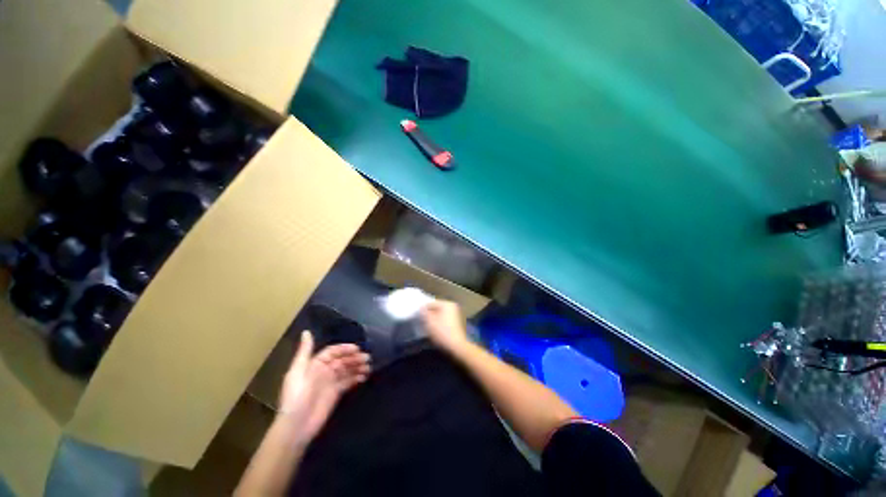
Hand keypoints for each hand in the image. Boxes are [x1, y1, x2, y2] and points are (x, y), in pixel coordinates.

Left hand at [278, 331, 370, 442]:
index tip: (357, 349)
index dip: (344, 349)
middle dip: (354, 358)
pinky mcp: (336, 394)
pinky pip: (348, 381)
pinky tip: (364, 376)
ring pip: (347, 370)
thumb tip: (306, 331)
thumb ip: (305, 351)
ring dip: (357, 366)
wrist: (297, 426)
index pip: (332, 352)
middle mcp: (323, 371)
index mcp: (314, 364)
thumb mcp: (298, 371)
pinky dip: (356, 378)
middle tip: (367, 358)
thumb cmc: (296, 396)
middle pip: (342, 360)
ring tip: (368, 367)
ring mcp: (330, 383)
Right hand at [420, 300, 468, 352]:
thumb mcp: (429, 322)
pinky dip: (438, 323)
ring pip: (438, 315)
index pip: (430, 303)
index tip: (418, 318)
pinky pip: (443, 320)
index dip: (423, 310)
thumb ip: (424, 312)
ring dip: (432, 320)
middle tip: (421, 323)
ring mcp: (454, 314)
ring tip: (427, 327)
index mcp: (446, 304)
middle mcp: (452, 307)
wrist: (456, 347)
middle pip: (435, 308)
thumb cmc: (442, 333)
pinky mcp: (455, 322)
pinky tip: (434, 330)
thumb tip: (421, 308)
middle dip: (428, 315)